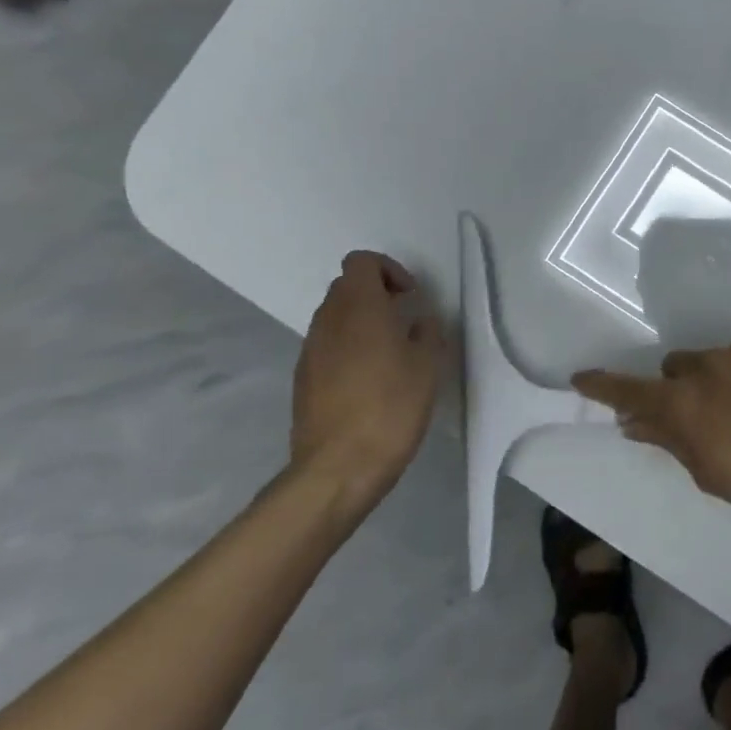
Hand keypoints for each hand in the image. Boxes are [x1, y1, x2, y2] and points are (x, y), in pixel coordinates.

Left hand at [291, 252, 445, 510]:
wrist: (338, 467)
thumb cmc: (391, 407)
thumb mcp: (428, 365)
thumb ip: (426, 332)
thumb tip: (417, 321)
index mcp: (359, 308)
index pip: (361, 262)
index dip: (388, 270)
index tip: (410, 297)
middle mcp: (328, 321)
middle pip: (346, 286)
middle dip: (376, 294)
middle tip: (404, 321)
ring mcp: (310, 350)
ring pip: (335, 317)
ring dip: (361, 322)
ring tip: (390, 354)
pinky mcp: (303, 379)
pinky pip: (327, 346)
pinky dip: (347, 348)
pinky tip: (369, 381)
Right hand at [571, 334, 730, 532]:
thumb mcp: (711, 473)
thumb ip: (670, 441)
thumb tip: (635, 423)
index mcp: (684, 403)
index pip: (630, 391)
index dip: (603, 386)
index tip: (581, 377)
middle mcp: (707, 366)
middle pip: (677, 368)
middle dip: (682, 388)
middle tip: (706, 418)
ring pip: (718, 359)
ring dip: (723, 379)